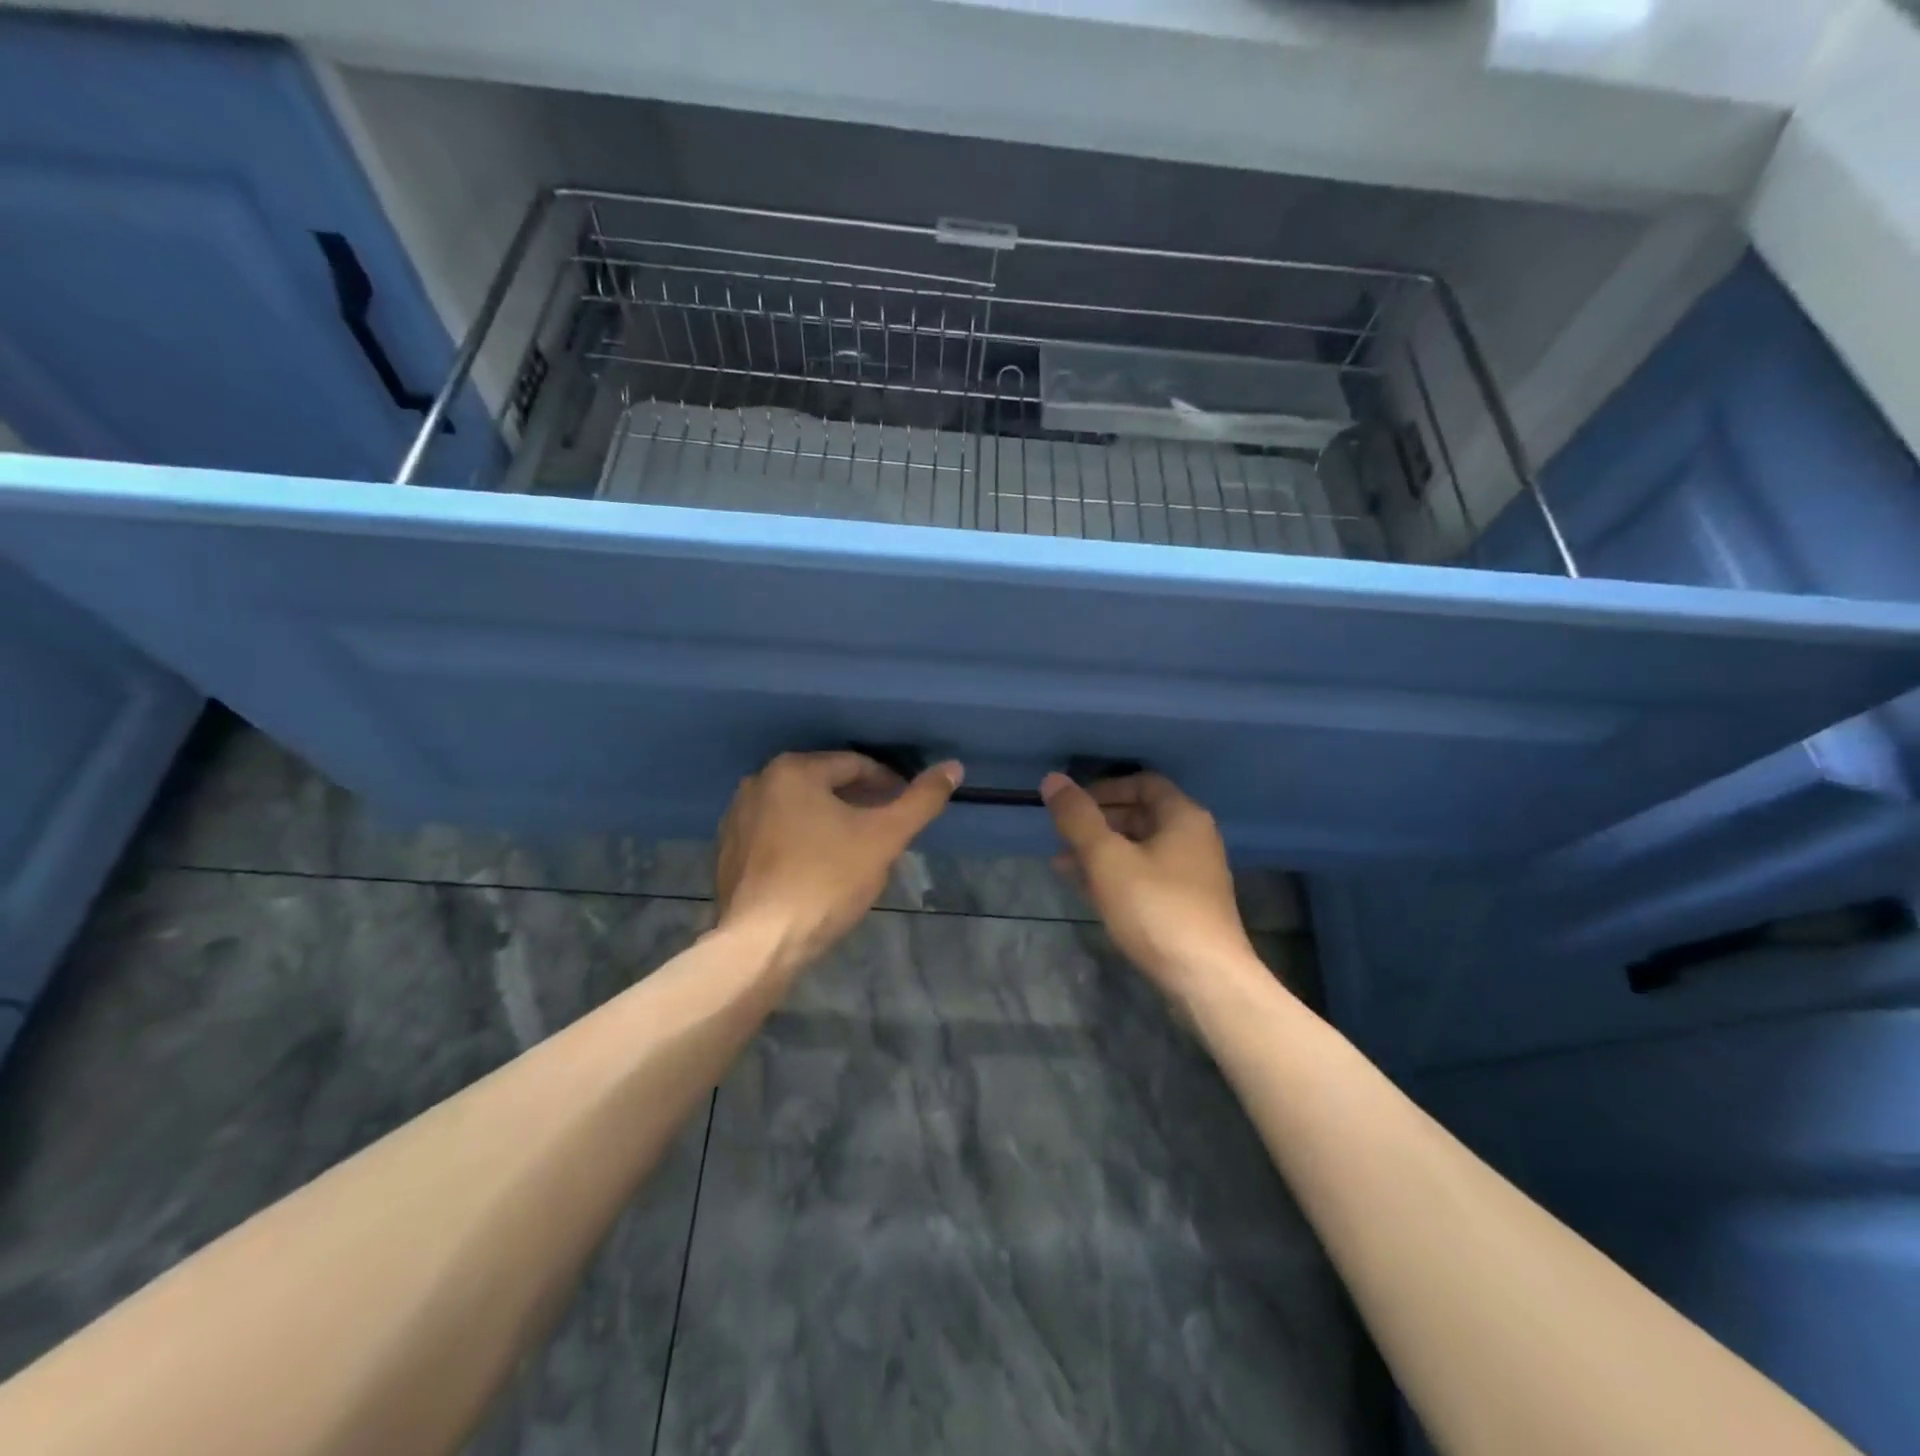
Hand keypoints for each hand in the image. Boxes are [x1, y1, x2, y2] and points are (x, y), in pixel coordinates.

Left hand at [715, 751, 961, 973]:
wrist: (760, 944)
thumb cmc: (826, 881)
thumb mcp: (884, 838)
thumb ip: (921, 800)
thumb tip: (953, 767)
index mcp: (793, 770)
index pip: (856, 764)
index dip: (889, 784)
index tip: (907, 809)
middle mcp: (758, 783)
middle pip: (826, 784)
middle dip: (860, 803)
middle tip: (886, 832)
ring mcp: (738, 818)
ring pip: (800, 809)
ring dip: (831, 821)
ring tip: (856, 852)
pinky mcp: (729, 851)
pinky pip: (777, 833)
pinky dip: (802, 840)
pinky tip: (819, 870)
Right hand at [1042, 771, 1257, 997]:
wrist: (1206, 979)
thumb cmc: (1156, 908)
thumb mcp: (1107, 858)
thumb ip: (1078, 818)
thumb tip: (1053, 779)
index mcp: (1183, 817)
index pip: (1143, 782)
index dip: (1105, 788)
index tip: (1072, 805)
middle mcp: (1194, 839)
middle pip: (1141, 815)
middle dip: (1098, 822)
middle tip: (1062, 835)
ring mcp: (1193, 875)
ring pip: (1140, 849)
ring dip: (1102, 851)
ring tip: (1063, 863)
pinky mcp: (1187, 906)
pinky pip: (1146, 877)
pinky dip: (1117, 875)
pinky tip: (1088, 890)